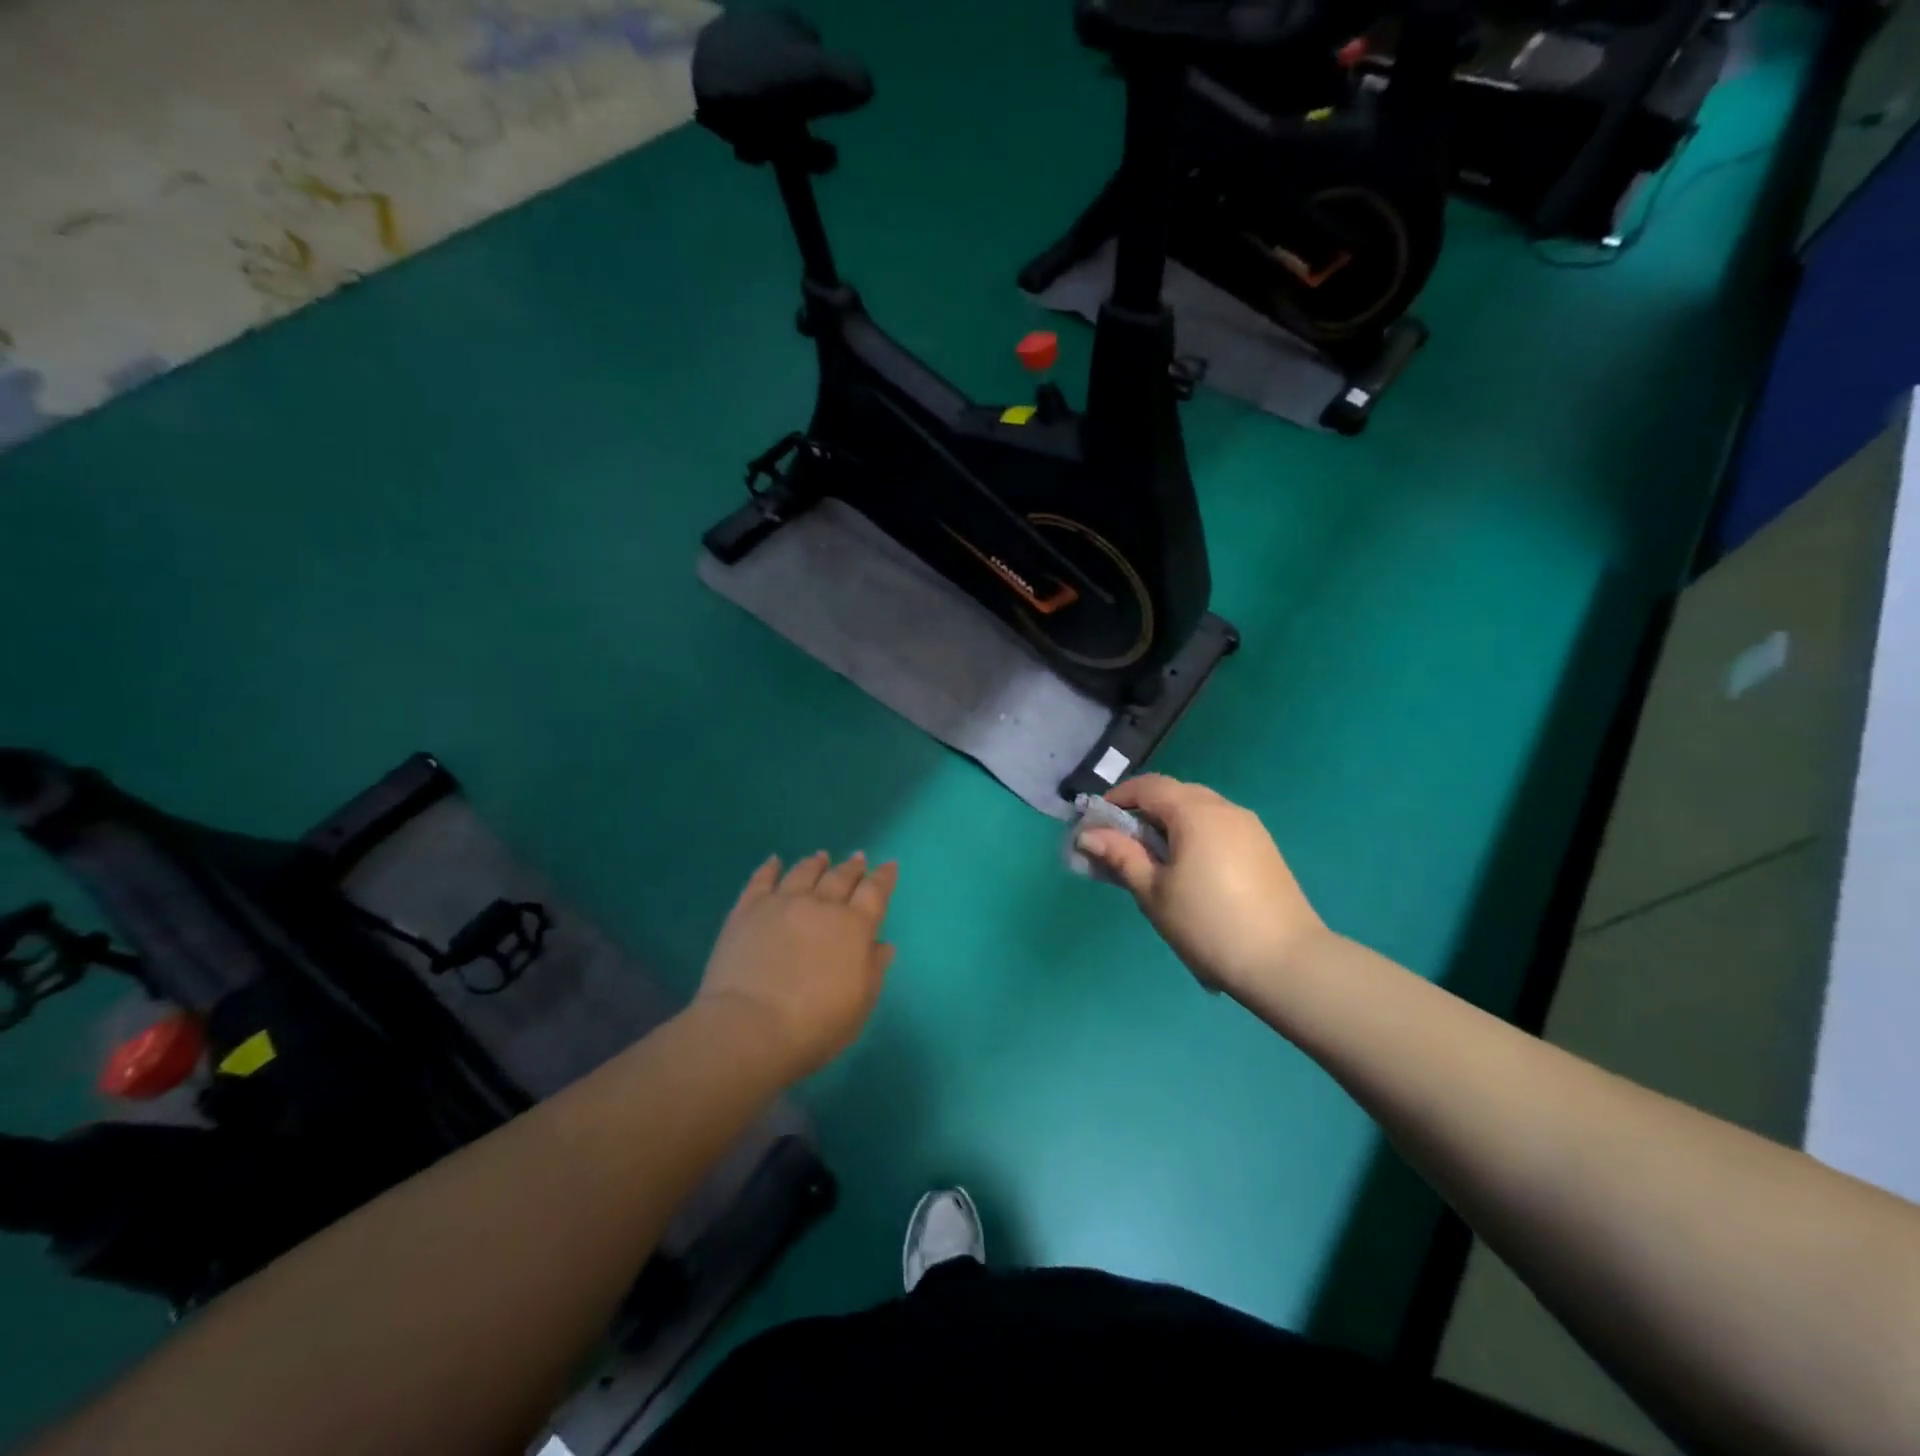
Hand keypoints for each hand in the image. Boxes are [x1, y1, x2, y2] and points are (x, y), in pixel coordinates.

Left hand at [694, 851, 899, 1082]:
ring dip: (815, 863)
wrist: (750, 1027)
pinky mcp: (748, 909)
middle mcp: (821, 905)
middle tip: (858, 857)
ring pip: (803, 872)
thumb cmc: (815, 1025)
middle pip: (840, 877)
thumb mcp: (859, 1005)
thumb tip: (882, 944)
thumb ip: (873, 970)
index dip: (883, 877)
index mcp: (854, 927)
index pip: (874, 892)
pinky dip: (770, 868)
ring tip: (821, 857)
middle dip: (852, 867)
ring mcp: (782, 903)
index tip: (889, 865)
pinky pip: (761, 879)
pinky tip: (774, 861)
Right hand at [1076, 774, 1323, 995]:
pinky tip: (1189, 871)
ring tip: (1154, 861)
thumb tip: (1088, 834)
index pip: (1148, 786)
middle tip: (1122, 844)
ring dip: (1170, 825)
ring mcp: (1250, 827)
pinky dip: (1195, 835)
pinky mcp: (1264, 849)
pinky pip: (1219, 828)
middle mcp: (1225, 808)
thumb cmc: (1208, 924)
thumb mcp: (1154, 892)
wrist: (1286, 963)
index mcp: (1196, 812)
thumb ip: (1121, 856)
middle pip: (1175, 794)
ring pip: (1199, 810)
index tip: (1096, 823)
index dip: (1118, 798)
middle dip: (1144, 811)